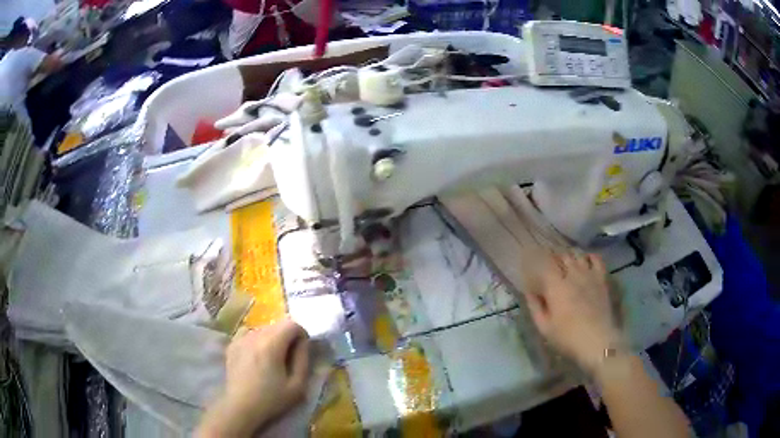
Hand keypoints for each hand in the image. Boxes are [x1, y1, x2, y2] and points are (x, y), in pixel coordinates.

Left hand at [197, 319, 310, 436]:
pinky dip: (257, 340)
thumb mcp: (297, 385)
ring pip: (263, 329)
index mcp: (271, 344)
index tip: (302, 350)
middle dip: (287, 336)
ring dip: (272, 338)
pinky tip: (257, 356)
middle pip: (277, 325)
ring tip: (272, 358)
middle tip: (289, 356)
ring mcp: (240, 339)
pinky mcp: (232, 345)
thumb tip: (303, 343)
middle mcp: (254, 336)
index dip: (301, 334)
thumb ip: (303, 359)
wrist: (241, 407)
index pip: (291, 324)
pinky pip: (249, 333)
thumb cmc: (271, 399)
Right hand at [523, 251, 622, 372]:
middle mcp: (572, 274)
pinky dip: (589, 257)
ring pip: (578, 255)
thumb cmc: (568, 337)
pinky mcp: (602, 279)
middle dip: (554, 258)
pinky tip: (586, 262)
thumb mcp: (544, 327)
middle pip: (562, 256)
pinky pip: (596, 259)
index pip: (545, 263)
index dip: (538, 260)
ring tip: (567, 263)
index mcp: (555, 286)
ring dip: (570, 257)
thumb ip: (535, 307)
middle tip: (550, 266)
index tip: (533, 262)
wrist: (598, 341)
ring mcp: (589, 274)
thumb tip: (529, 291)